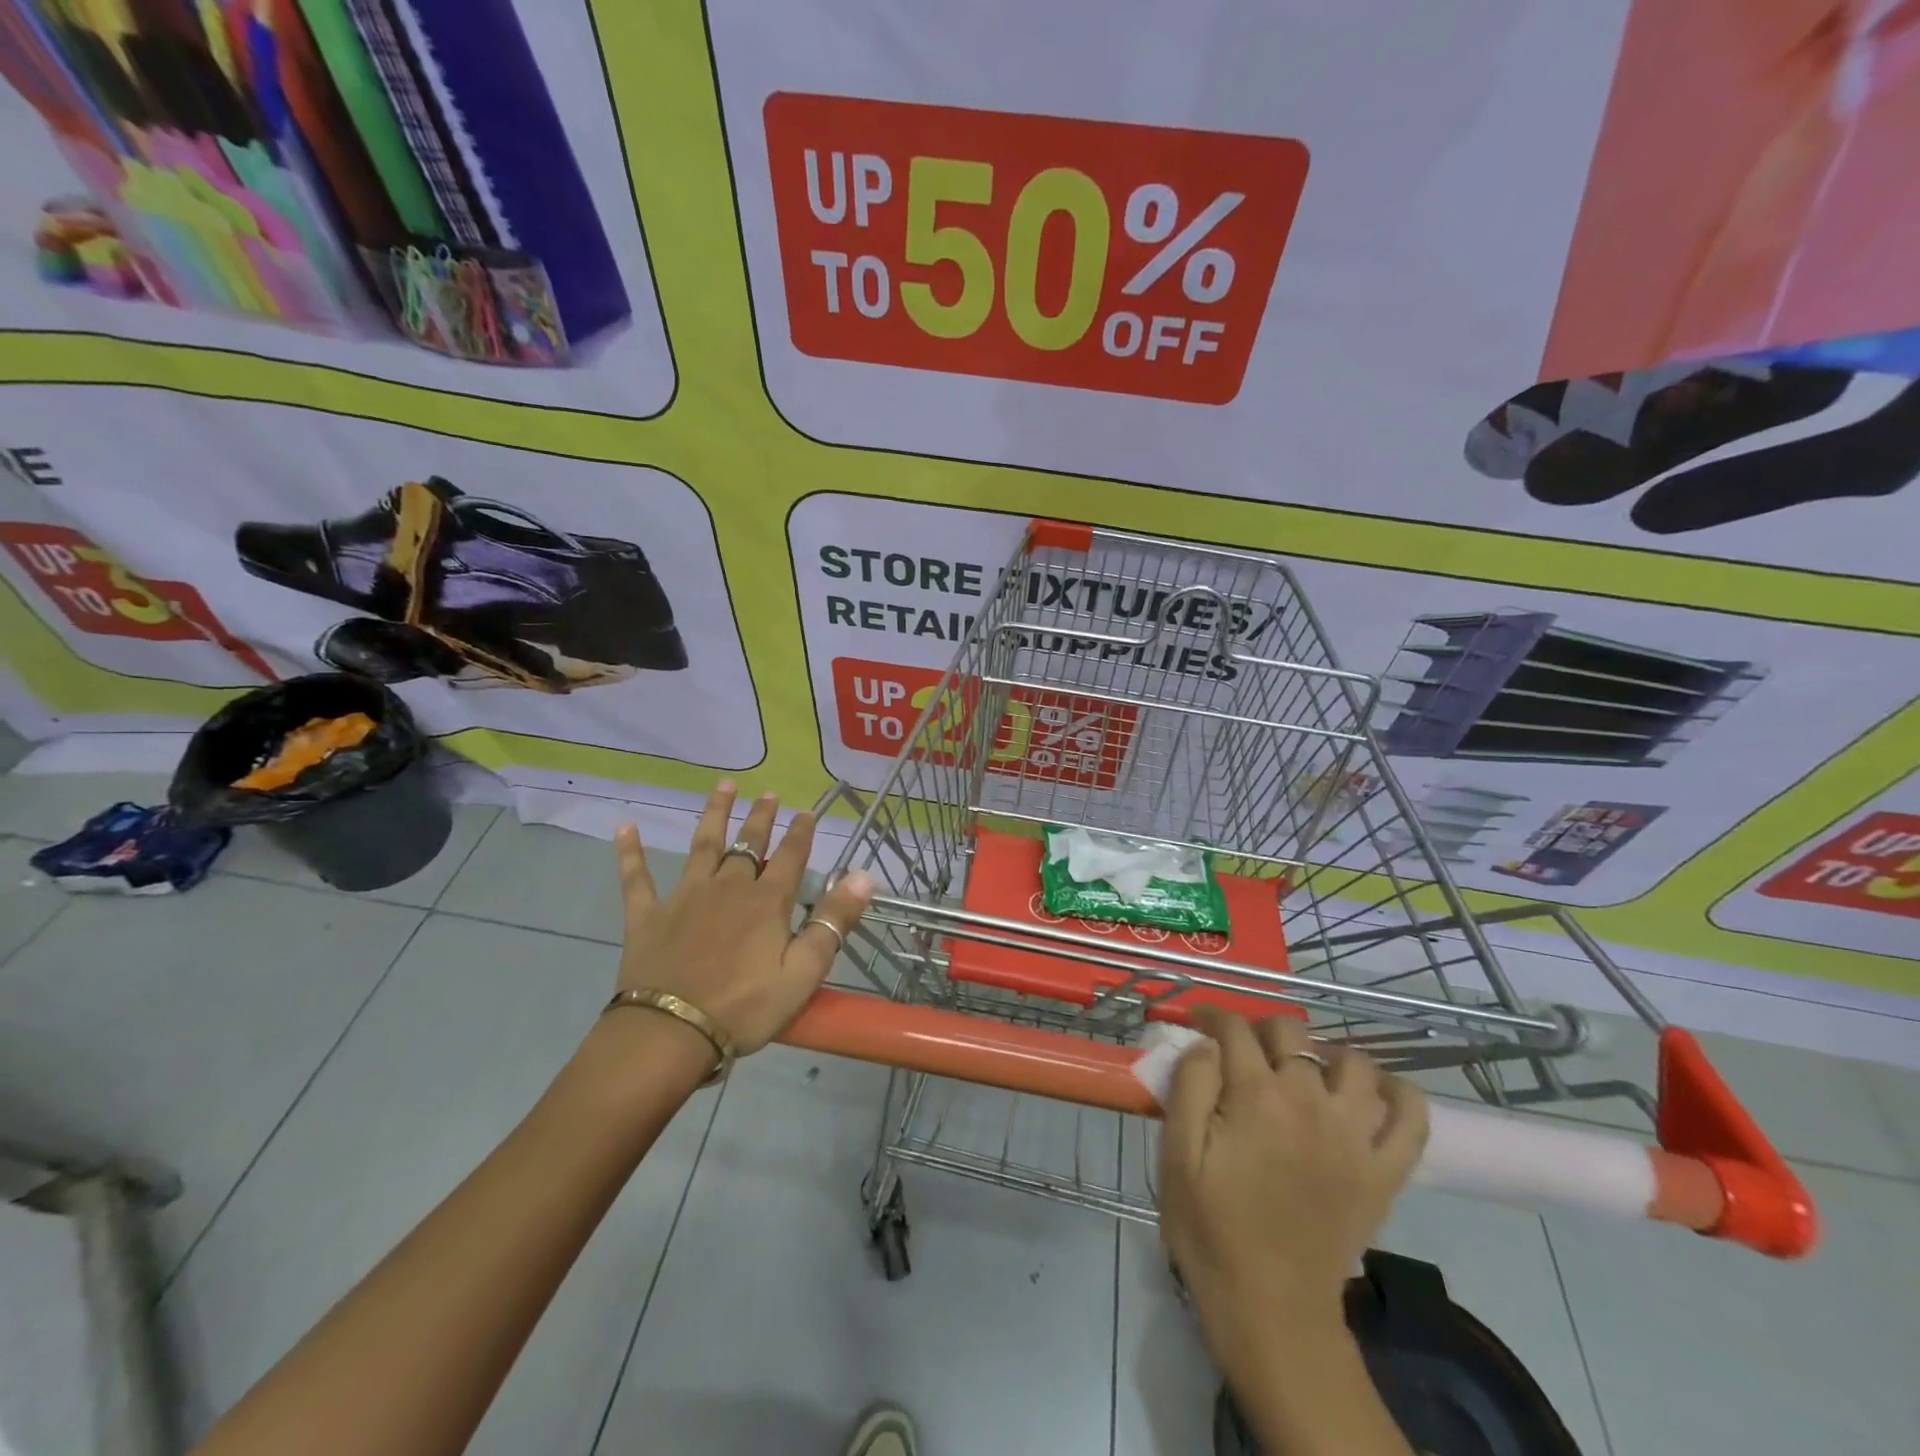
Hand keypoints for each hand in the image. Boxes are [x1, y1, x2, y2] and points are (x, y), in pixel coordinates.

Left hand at [613, 782, 873, 1054]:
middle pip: (748, 844)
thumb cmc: (744, 1007)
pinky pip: (636, 878)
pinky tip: (625, 827)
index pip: (789, 857)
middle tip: (769, 793)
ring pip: (702, 846)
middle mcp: (727, 887)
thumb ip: (833, 921)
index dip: (801, 834)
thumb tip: (864, 876)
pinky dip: (630, 853)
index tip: (807, 812)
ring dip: (714, 814)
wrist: (670, 1033)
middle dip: (761, 818)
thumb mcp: (804, 972)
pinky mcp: (647, 916)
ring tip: (723, 786)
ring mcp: (684, 897)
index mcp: (766, 902)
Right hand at [1158, 1008, 1427, 1374]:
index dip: (1213, 1016)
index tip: (1199, 1021)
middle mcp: (1309, 1101)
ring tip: (1304, 1070)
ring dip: (1325, 1053)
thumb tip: (1207, 1043)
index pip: (1235, 1030)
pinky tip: (1373, 1091)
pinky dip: (1400, 1093)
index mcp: (1255, 1096)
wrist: (1272, 1310)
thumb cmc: (1212, 1229)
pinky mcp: (1385, 1171)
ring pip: (1353, 1061)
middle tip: (1244, 1050)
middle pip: (1292, 1032)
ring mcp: (1354, 1135)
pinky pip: (1412, 1117)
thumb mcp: (1178, 1155)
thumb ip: (1189, 1086)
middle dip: (1262, 1029)